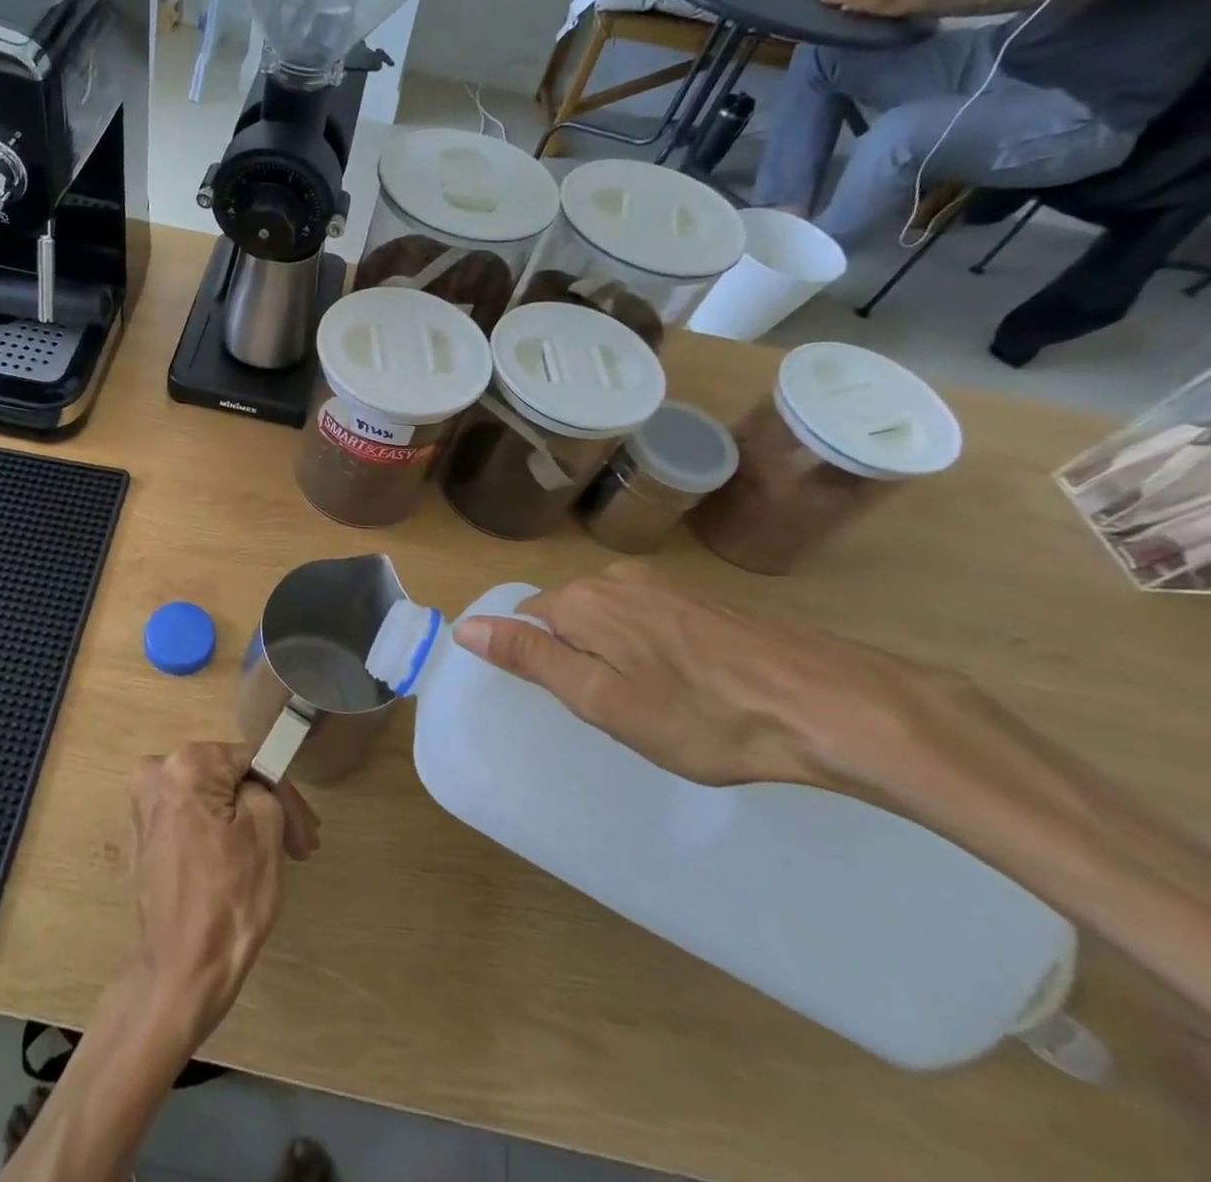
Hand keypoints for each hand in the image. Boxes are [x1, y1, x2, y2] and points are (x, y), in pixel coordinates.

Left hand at [129, 742, 317, 1041]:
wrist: (181, 972)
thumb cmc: (229, 898)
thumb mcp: (266, 830)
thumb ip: (266, 788)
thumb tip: (255, 786)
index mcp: (185, 764)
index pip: (251, 760)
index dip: (285, 792)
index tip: (307, 830)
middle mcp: (155, 774)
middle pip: (229, 778)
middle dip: (268, 807)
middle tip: (301, 842)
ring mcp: (143, 807)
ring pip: (212, 800)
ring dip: (247, 821)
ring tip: (281, 853)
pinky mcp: (142, 838)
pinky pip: (192, 820)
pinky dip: (219, 833)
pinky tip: (244, 860)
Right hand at [451, 563, 968, 795]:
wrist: (830, 706)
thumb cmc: (701, 716)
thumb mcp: (600, 700)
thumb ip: (529, 659)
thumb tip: (465, 626)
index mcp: (582, 601)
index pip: (527, 619)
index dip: (538, 661)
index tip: (570, 699)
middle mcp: (616, 579)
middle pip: (568, 616)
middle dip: (577, 658)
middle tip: (614, 711)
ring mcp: (665, 585)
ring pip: (611, 619)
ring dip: (616, 655)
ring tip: (654, 704)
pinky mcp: (703, 599)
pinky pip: (650, 620)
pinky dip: (653, 650)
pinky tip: (690, 686)